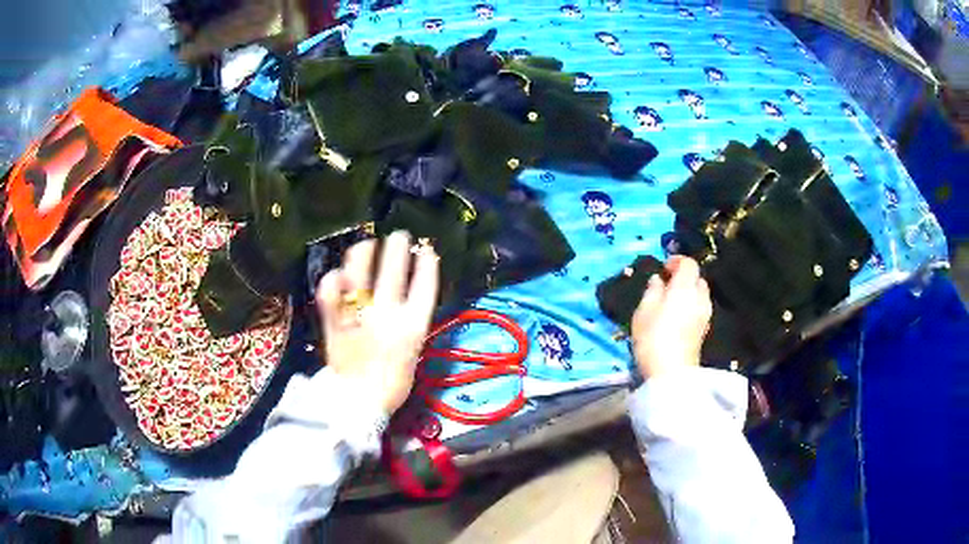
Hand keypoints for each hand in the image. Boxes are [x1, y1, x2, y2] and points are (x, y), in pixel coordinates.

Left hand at [316, 231, 439, 413]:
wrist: (358, 404)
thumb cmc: (390, 384)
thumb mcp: (412, 356)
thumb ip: (410, 328)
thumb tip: (406, 302)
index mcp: (410, 328)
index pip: (424, 288)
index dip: (426, 265)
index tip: (426, 250)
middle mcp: (386, 317)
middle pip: (393, 273)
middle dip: (398, 249)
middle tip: (399, 236)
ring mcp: (358, 317)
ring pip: (360, 276)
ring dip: (364, 255)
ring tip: (367, 243)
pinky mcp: (335, 323)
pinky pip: (329, 295)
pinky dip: (332, 281)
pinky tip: (337, 272)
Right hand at [631, 256, 711, 379]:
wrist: (671, 372)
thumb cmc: (653, 337)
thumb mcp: (644, 311)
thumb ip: (652, 291)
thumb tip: (658, 280)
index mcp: (685, 288)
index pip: (689, 264)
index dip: (677, 261)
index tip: (663, 268)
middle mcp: (700, 297)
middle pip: (697, 278)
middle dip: (684, 277)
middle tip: (667, 284)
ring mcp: (705, 314)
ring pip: (700, 294)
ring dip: (688, 292)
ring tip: (671, 301)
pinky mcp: (704, 329)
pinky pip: (699, 308)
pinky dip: (691, 305)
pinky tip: (677, 317)